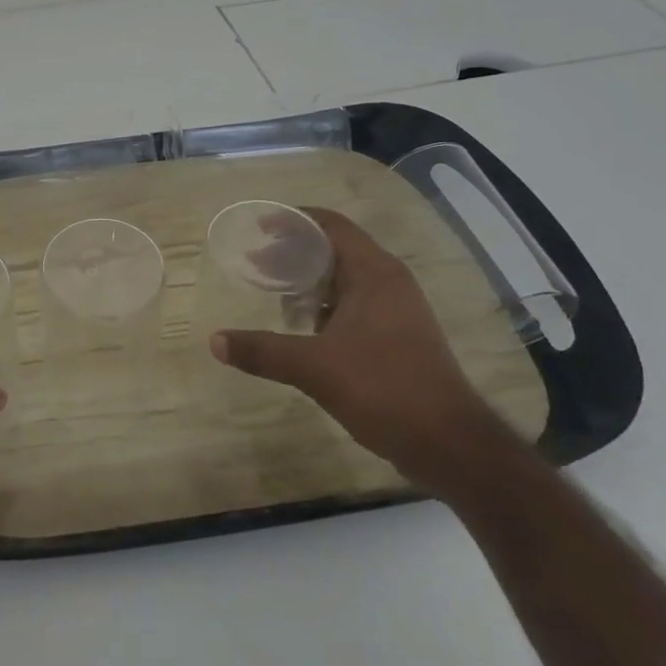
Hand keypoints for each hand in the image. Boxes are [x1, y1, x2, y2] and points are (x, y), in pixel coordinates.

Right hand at [212, 205, 504, 492]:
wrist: (450, 445)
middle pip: (336, 249)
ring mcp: (398, 310)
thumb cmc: (384, 389)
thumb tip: (214, 341)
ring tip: (274, 291)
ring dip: (310, 280)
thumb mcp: (315, 368)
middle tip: (256, 261)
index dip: (294, 220)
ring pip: (346, 279)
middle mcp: (389, 282)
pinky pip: (355, 304)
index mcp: (374, 273)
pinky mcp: (400, 336)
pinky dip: (326, 304)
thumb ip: (263, 351)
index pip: (331, 225)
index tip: (260, 227)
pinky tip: (304, 327)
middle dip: (294, 252)